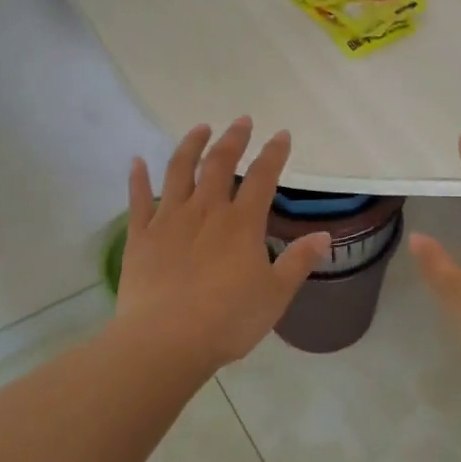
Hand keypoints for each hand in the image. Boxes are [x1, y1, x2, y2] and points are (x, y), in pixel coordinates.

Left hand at [113, 119, 330, 367]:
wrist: (166, 340)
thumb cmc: (228, 320)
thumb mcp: (275, 295)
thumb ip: (299, 262)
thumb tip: (324, 236)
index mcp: (241, 224)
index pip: (263, 178)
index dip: (274, 154)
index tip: (281, 135)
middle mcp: (206, 211)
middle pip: (220, 164)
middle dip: (233, 139)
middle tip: (241, 121)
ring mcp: (169, 220)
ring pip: (179, 171)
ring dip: (191, 145)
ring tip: (200, 128)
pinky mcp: (141, 236)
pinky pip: (138, 199)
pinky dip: (137, 178)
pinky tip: (136, 161)